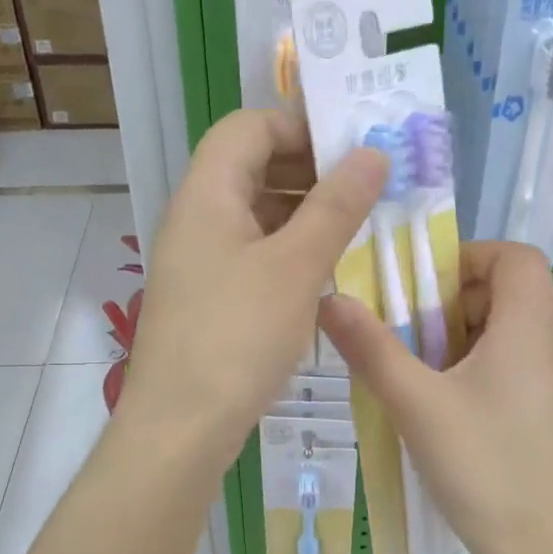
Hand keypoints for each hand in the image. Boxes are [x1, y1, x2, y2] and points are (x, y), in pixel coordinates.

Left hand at [119, 108, 386, 465]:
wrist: (180, 428)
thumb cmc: (237, 337)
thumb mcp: (296, 267)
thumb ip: (336, 206)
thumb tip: (371, 153)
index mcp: (207, 194)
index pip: (248, 127)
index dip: (299, 126)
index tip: (353, 148)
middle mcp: (196, 218)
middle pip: (251, 167)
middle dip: (310, 169)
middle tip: (367, 188)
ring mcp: (199, 260)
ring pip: (256, 214)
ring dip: (305, 213)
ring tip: (358, 228)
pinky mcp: (208, 297)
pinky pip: (252, 253)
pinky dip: (289, 250)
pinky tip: (327, 271)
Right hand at [318, 242, 552, 553]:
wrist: (544, 552)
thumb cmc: (482, 467)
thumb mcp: (416, 403)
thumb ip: (371, 348)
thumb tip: (329, 300)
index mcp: (532, 326)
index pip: (514, 255)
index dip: (467, 257)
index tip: (422, 289)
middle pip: (511, 292)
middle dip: (456, 302)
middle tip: (412, 336)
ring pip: (516, 331)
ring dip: (467, 336)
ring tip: (426, 375)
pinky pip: (525, 364)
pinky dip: (487, 365)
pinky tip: (455, 409)